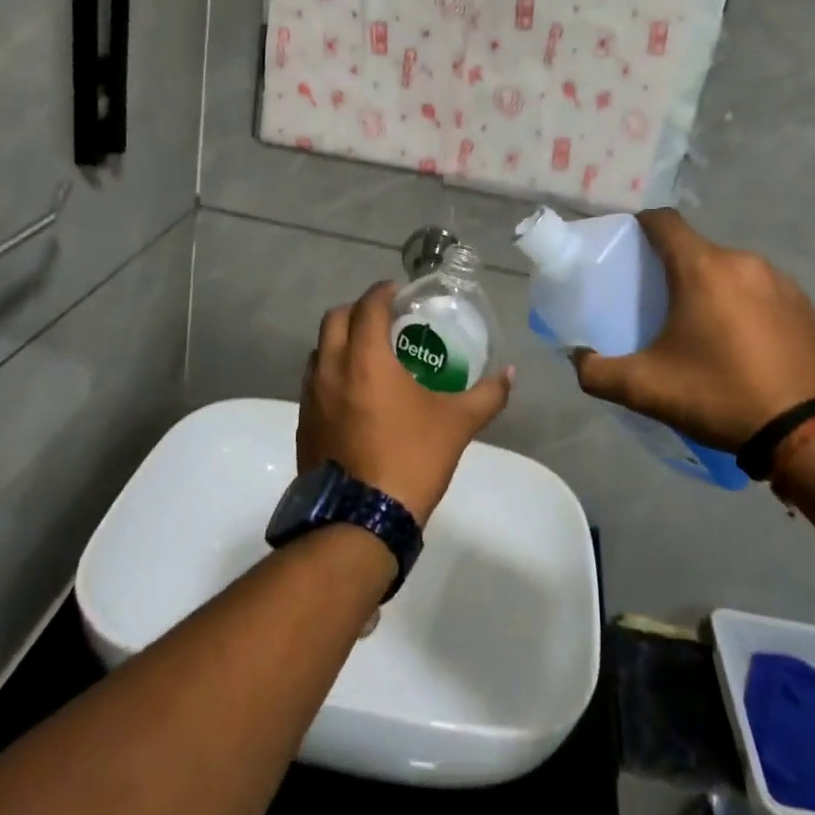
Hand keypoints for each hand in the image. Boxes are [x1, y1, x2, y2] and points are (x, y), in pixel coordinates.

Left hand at [298, 281, 514, 524]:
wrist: (360, 521)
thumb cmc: (410, 460)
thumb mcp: (457, 425)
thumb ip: (487, 394)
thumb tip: (511, 374)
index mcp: (365, 359)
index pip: (368, 306)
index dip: (383, 292)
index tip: (399, 293)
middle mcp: (330, 369)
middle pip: (334, 319)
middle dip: (358, 310)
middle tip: (384, 320)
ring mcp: (311, 398)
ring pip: (318, 351)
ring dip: (340, 342)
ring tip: (369, 356)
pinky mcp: (303, 424)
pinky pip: (313, 383)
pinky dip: (331, 373)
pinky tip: (355, 396)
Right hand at [571, 209, 814, 452]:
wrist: (809, 433)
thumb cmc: (720, 396)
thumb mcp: (646, 389)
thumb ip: (596, 371)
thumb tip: (577, 357)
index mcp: (702, 268)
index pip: (663, 221)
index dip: (639, 226)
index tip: (626, 249)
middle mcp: (742, 261)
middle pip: (695, 248)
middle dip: (672, 267)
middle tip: (656, 303)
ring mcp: (778, 280)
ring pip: (728, 269)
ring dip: (709, 286)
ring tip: (700, 328)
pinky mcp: (803, 304)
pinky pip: (758, 289)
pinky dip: (741, 303)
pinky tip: (740, 342)